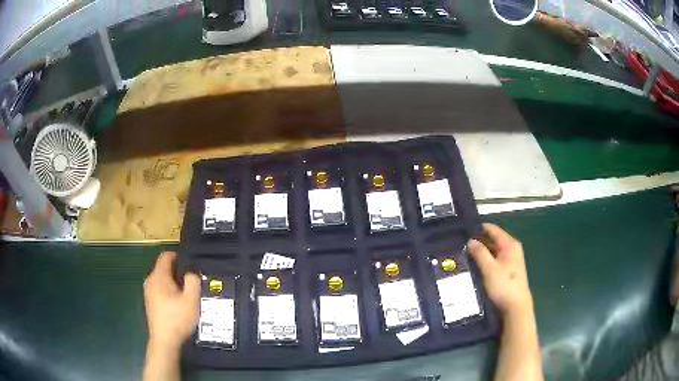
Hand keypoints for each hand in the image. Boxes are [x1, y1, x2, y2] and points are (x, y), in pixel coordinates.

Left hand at [143, 252, 200, 351]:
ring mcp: (148, 292)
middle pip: (163, 268)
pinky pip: (159, 289)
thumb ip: (193, 281)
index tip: (189, 263)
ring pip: (161, 280)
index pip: (165, 256)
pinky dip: (168, 291)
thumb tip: (191, 272)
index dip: (177, 255)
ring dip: (173, 283)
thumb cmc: (178, 318)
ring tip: (186, 293)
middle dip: (177, 271)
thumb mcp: (191, 300)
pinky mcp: (149, 302)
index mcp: (159, 276)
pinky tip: (177, 304)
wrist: (165, 340)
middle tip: (191, 281)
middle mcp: (150, 280)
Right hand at [468, 223, 532, 315]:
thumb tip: (470, 240)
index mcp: (509, 244)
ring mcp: (512, 259)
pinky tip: (476, 265)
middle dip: (479, 242)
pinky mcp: (509, 269)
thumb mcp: (489, 268)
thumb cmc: (503, 285)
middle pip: (493, 239)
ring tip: (465, 255)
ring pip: (494, 251)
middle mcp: (512, 248)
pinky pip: (496, 259)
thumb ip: (480, 253)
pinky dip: (487, 260)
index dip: (479, 229)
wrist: (516, 306)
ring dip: (482, 252)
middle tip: (461, 245)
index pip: (493, 229)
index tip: (463, 231)